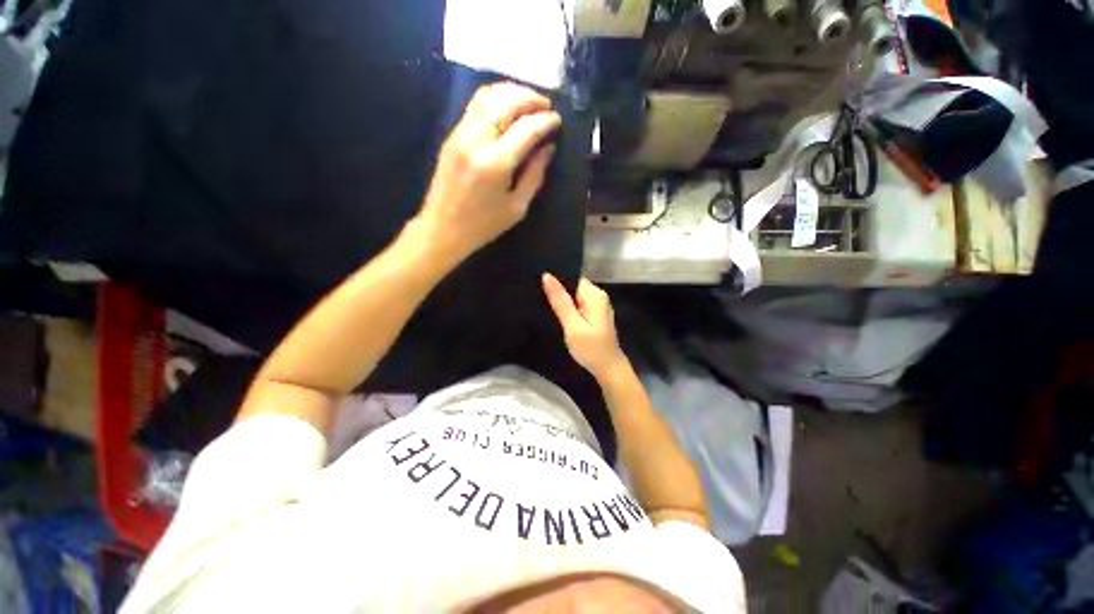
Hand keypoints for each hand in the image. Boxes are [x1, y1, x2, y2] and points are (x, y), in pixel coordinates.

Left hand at [416, 82, 561, 262]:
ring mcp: (460, 134)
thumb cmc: (483, 225)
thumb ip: (534, 175)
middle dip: (530, 98)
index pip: (525, 128)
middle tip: (547, 105)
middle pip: (506, 102)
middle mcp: (476, 141)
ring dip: (512, 92)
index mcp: (495, 164)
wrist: (442, 229)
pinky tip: (507, 106)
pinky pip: (475, 105)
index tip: (558, 120)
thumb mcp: (516, 207)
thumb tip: (548, 148)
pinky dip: (495, 98)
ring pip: (487, 96)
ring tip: (529, 101)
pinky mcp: (452, 135)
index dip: (545, 120)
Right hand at [542, 274, 628, 379]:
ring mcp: (599, 305)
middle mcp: (599, 295)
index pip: (572, 278)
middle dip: (559, 293)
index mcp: (594, 294)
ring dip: (563, 303)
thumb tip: (546, 276)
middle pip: (573, 286)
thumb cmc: (591, 348)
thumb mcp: (572, 325)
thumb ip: (560, 301)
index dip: (557, 283)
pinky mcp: (596, 314)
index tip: (541, 289)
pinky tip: (561, 317)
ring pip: (575, 296)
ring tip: (548, 309)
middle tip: (543, 302)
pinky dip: (570, 310)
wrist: (608, 368)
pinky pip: (579, 305)